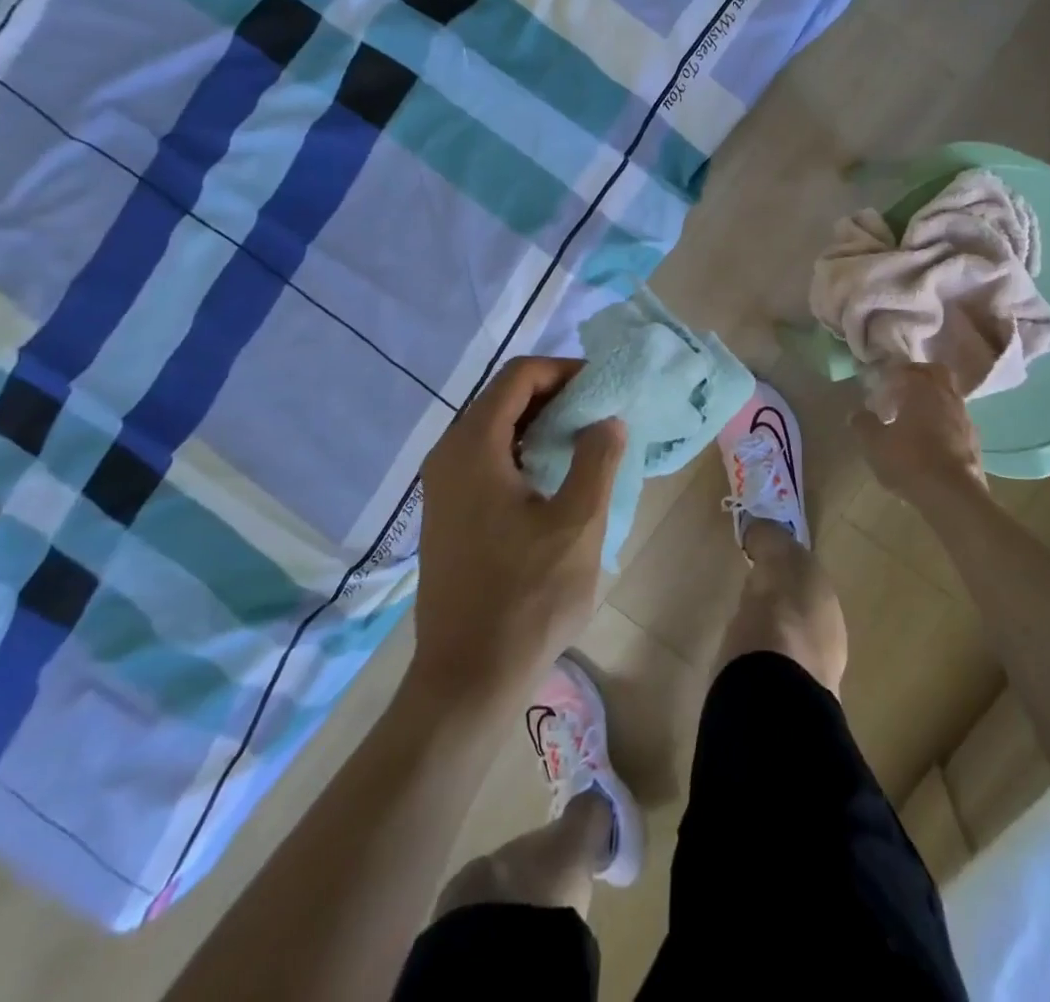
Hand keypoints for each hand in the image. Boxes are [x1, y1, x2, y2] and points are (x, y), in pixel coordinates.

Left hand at [413, 357, 626, 699]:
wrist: (467, 677)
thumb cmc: (527, 597)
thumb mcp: (578, 524)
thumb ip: (597, 459)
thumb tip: (606, 420)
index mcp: (473, 447)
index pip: (519, 376)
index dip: (564, 371)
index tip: (604, 388)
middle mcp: (449, 454)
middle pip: (504, 397)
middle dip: (555, 395)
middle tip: (601, 412)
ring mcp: (442, 485)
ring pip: (495, 428)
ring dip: (541, 423)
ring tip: (586, 441)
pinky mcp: (447, 512)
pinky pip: (487, 458)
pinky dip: (523, 450)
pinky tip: (555, 476)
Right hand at [850, 363, 986, 506]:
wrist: (952, 495)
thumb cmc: (909, 461)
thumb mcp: (874, 444)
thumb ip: (863, 425)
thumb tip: (856, 413)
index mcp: (922, 389)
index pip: (908, 369)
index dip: (893, 374)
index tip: (881, 384)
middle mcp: (947, 396)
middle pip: (937, 373)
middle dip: (920, 376)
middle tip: (901, 390)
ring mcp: (964, 417)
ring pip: (949, 396)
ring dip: (933, 400)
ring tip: (914, 418)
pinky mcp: (974, 439)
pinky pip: (957, 420)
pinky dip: (944, 421)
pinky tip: (931, 439)